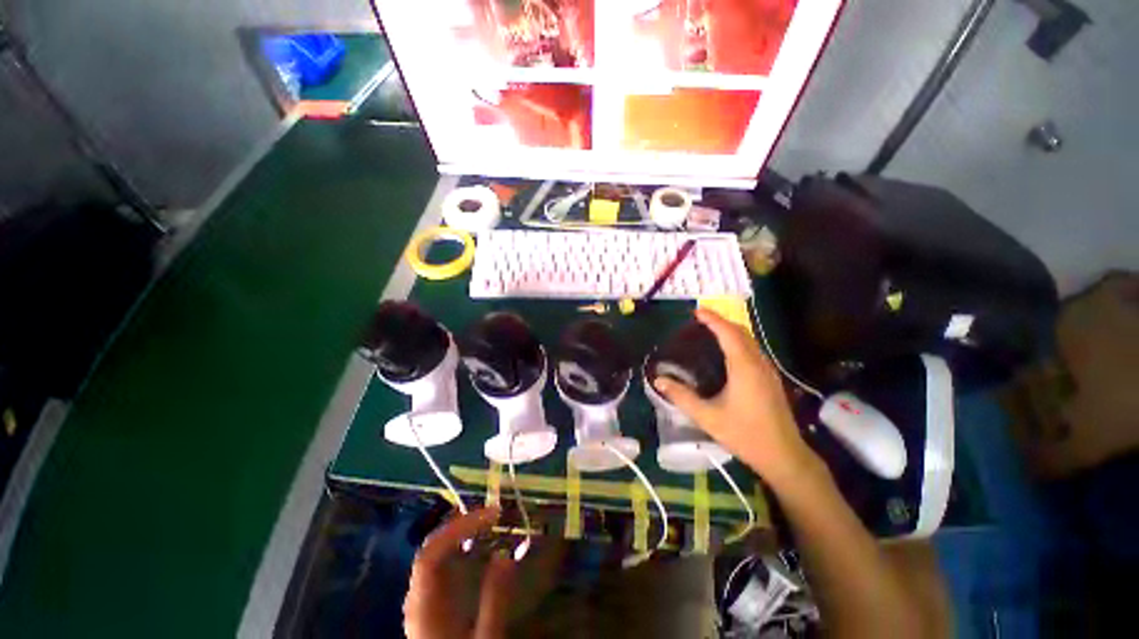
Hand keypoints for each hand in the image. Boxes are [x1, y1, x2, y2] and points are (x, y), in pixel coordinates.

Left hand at [404, 507, 516, 638]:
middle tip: (493, 513)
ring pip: (434, 553)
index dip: (457, 528)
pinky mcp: (429, 603)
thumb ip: (494, 599)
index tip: (490, 516)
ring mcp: (420, 599)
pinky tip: (478, 545)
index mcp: (423, 607)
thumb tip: (505, 552)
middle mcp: (416, 597)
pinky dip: (459, 548)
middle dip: (460, 525)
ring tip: (489, 521)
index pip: (430, 555)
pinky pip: (440, 565)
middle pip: (430, 548)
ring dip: (460, 533)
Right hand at [653, 308, 821, 488]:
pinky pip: (753, 350)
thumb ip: (681, 397)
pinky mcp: (771, 379)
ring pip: (750, 340)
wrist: (784, 455)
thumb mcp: (707, 417)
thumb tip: (658, 380)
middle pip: (741, 332)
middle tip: (700, 320)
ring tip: (711, 331)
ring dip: (731, 330)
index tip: (697, 311)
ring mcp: (768, 371)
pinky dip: (739, 342)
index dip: (712, 319)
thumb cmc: (745, 434)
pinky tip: (728, 352)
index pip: (728, 333)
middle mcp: (758, 363)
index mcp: (744, 367)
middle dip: (721, 321)